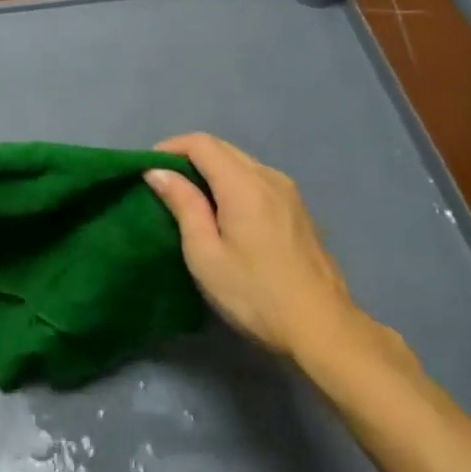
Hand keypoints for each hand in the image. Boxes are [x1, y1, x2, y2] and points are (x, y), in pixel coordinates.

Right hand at [144, 134, 363, 361]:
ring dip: (212, 170)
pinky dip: (233, 183)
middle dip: (189, 157)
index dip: (170, 147)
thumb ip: (183, 205)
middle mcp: (269, 177)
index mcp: (243, 184)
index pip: (201, 143)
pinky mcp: (298, 210)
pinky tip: (225, 213)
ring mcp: (289, 192)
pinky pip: (258, 180)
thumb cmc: (254, 293)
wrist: (322, 328)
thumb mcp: (205, 254)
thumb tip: (159, 171)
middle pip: (223, 148)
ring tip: (191, 199)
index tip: (148, 169)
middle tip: (164, 184)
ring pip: (242, 163)